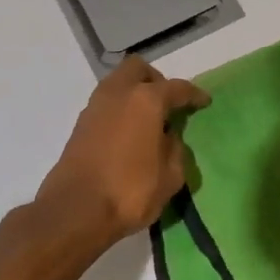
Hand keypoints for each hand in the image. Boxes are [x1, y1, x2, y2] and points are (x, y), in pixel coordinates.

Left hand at [35, 57, 208, 248]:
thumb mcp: (170, 176)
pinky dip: (120, 109)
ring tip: (149, 121)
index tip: (204, 101)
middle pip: (138, 69)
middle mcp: (118, 94)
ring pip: (117, 83)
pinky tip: (129, 134)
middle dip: (156, 81)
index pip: (177, 88)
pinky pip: (106, 104)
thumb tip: (170, 139)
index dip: (194, 95)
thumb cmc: (130, 191)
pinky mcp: (80, 125)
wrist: (76, 210)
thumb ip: (176, 151)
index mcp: (146, 100)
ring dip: (134, 93)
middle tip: (168, 104)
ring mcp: (95, 107)